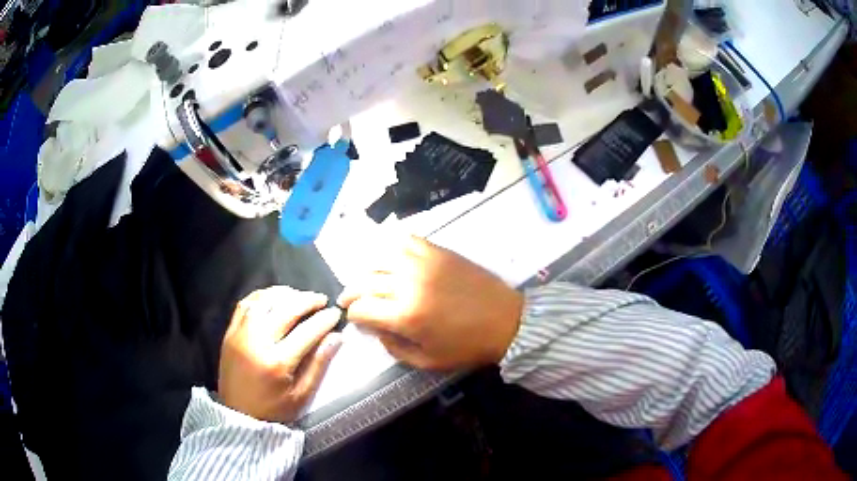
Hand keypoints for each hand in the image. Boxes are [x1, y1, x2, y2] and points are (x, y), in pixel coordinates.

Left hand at [219, 287, 341, 422]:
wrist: (238, 415)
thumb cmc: (273, 409)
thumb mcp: (302, 395)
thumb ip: (319, 364)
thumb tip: (336, 337)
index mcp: (277, 362)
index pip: (307, 331)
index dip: (324, 319)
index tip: (336, 314)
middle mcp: (257, 341)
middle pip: (286, 309)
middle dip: (307, 300)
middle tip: (322, 300)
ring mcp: (240, 333)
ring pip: (265, 300)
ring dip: (285, 294)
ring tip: (300, 297)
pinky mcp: (230, 332)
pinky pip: (246, 304)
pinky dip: (263, 296)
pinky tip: (274, 298)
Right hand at [338, 236, 523, 370]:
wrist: (506, 321)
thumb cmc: (467, 346)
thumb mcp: (427, 361)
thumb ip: (394, 348)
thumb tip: (376, 329)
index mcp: (405, 315)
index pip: (362, 309)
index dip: (353, 316)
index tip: (355, 320)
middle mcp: (408, 284)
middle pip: (365, 282)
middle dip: (351, 293)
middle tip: (348, 299)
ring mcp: (422, 263)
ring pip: (379, 258)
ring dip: (366, 271)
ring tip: (366, 280)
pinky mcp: (437, 251)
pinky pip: (405, 241)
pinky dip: (392, 247)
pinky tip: (391, 259)